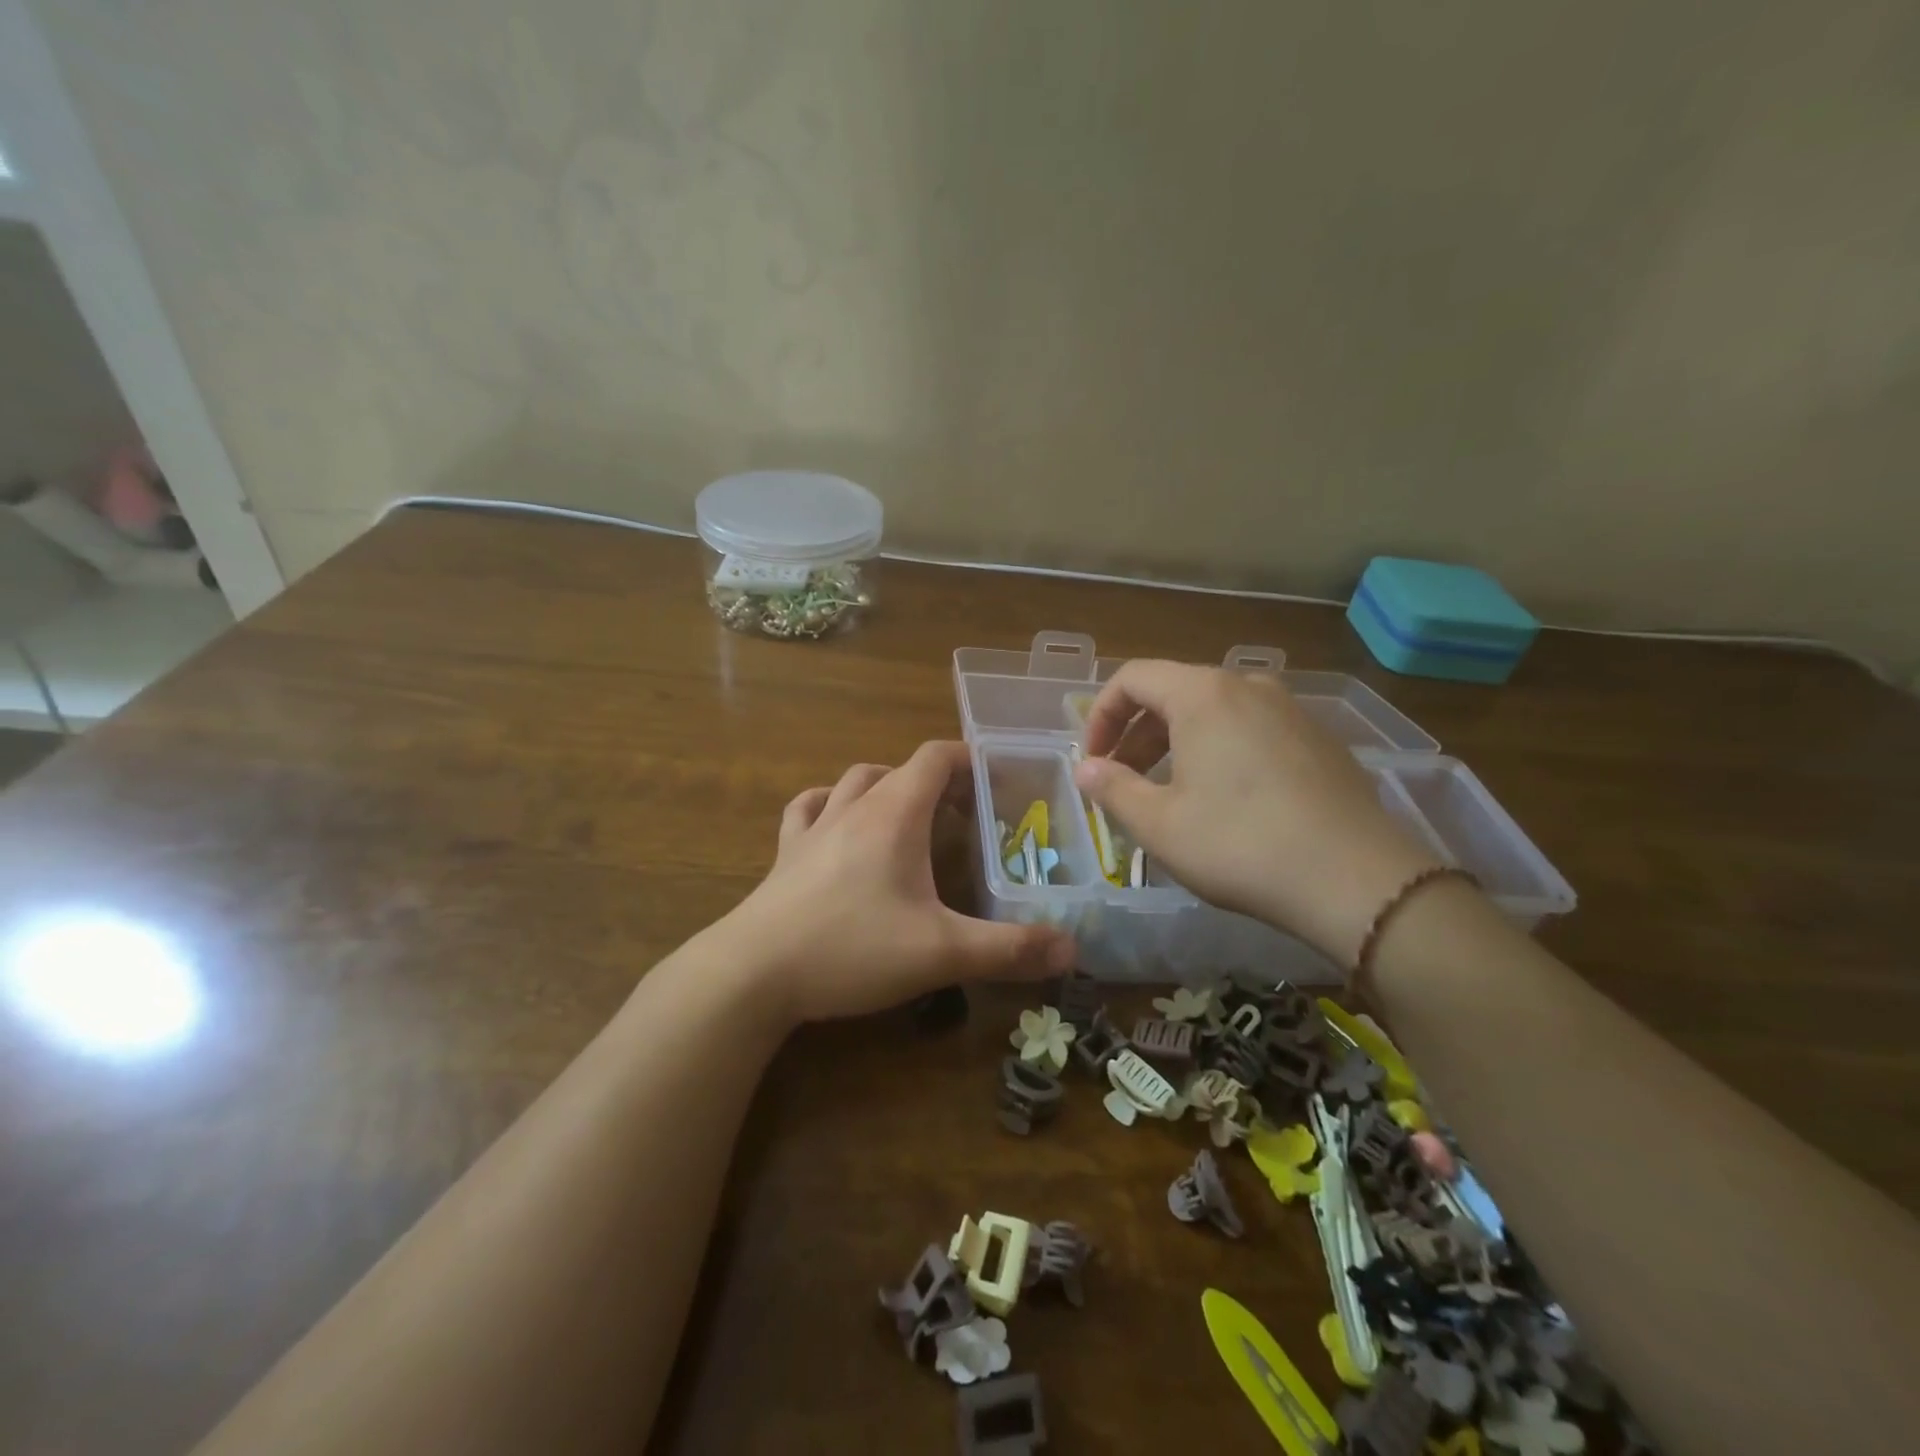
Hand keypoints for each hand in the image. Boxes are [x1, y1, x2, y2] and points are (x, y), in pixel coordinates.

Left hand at [729, 741, 1075, 1023]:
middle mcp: (854, 807)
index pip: (936, 757)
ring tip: (907, 814)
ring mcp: (813, 828)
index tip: (998, 779)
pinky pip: (808, 808)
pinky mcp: (784, 854)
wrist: (753, 974)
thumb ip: (1009, 949)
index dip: (969, 759)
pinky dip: (830, 804)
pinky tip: (836, 823)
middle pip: (900, 768)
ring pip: (854, 781)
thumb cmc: (851, 949)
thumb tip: (1071, 950)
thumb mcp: (941, 952)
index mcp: (895, 814)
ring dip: (885, 786)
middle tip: (964, 814)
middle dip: (936, 781)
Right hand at [1074, 662, 1441, 966]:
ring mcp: (1291, 710)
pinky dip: (1220, 751)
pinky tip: (1226, 801)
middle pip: (1173, 693)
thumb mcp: (1160, 824)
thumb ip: (1113, 789)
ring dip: (1176, 744)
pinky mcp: (1320, 740)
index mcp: (1203, 694)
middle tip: (1122, 781)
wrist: (1358, 880)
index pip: (1132, 678)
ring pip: (1214, 712)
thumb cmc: (1241, 845)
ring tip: (1169, 793)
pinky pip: (1252, 730)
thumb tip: (1085, 769)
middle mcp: (1248, 687)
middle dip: (1136, 735)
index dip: (1100, 716)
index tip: (1093, 762)